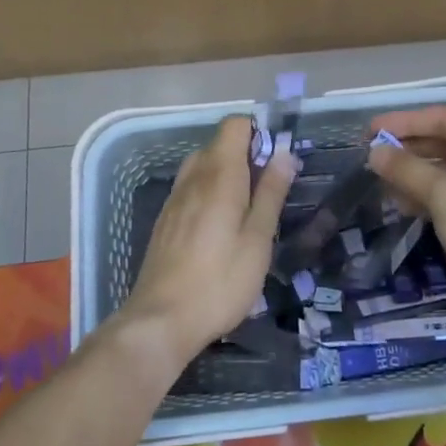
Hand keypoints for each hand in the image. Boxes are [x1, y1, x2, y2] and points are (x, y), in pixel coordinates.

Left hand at [120, 117, 296, 364]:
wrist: (161, 320)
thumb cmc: (220, 280)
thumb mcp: (258, 239)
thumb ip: (271, 192)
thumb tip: (284, 153)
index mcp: (219, 173)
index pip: (234, 125)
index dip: (258, 132)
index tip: (276, 160)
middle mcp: (193, 175)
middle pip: (220, 145)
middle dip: (246, 157)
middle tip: (268, 193)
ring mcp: (175, 197)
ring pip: (204, 167)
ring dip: (227, 177)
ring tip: (247, 214)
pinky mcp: (166, 219)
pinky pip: (191, 189)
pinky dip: (209, 194)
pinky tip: (220, 231)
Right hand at [367, 106, 445, 321]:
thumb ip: (408, 170)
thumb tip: (375, 153)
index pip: (445, 118)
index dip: (405, 122)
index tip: (371, 131)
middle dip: (410, 150)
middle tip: (373, 157)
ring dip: (417, 175)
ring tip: (383, 183)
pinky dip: (431, 196)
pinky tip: (405, 205)